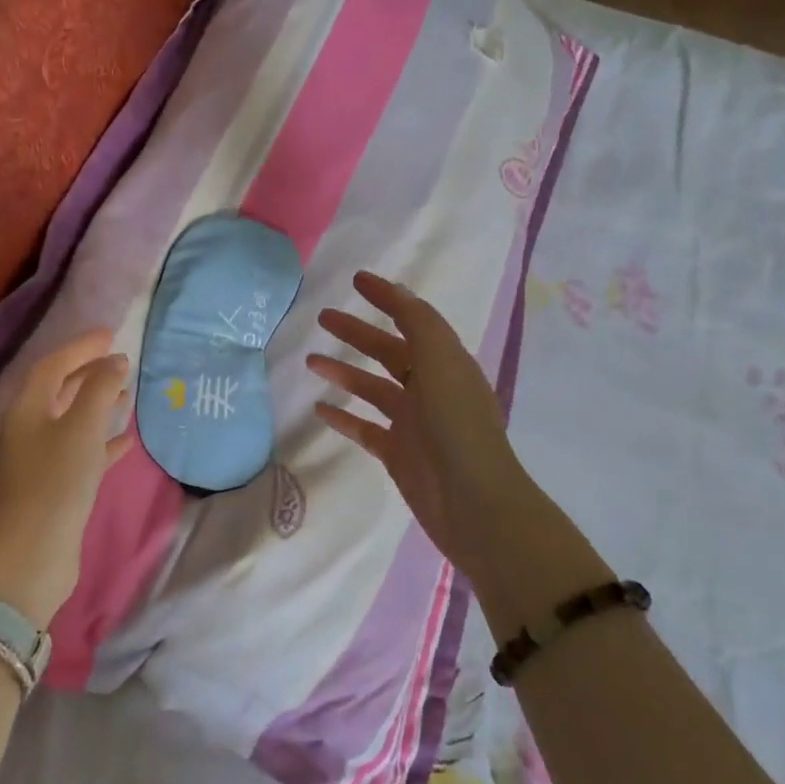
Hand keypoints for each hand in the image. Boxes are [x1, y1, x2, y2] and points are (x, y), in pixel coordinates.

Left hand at [0, 329, 132, 626]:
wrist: (33, 552)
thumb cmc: (56, 480)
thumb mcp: (81, 427)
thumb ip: (100, 389)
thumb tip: (117, 362)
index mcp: (27, 408)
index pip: (53, 364)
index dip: (81, 347)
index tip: (111, 334)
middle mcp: (29, 428)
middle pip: (60, 389)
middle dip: (89, 372)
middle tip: (121, 360)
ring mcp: (41, 458)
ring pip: (72, 420)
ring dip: (98, 404)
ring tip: (127, 393)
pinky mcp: (56, 485)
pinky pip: (82, 451)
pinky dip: (103, 440)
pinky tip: (126, 439)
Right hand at [307, 273, 603, 618]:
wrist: (473, 503)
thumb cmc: (457, 426)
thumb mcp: (441, 362)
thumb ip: (418, 323)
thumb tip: (396, 289)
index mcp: (445, 362)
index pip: (413, 319)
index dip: (387, 298)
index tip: (356, 280)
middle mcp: (430, 387)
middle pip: (388, 351)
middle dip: (357, 333)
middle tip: (323, 317)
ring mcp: (413, 422)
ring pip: (372, 388)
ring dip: (344, 372)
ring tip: (311, 361)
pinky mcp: (397, 453)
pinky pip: (365, 427)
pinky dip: (344, 416)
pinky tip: (320, 408)